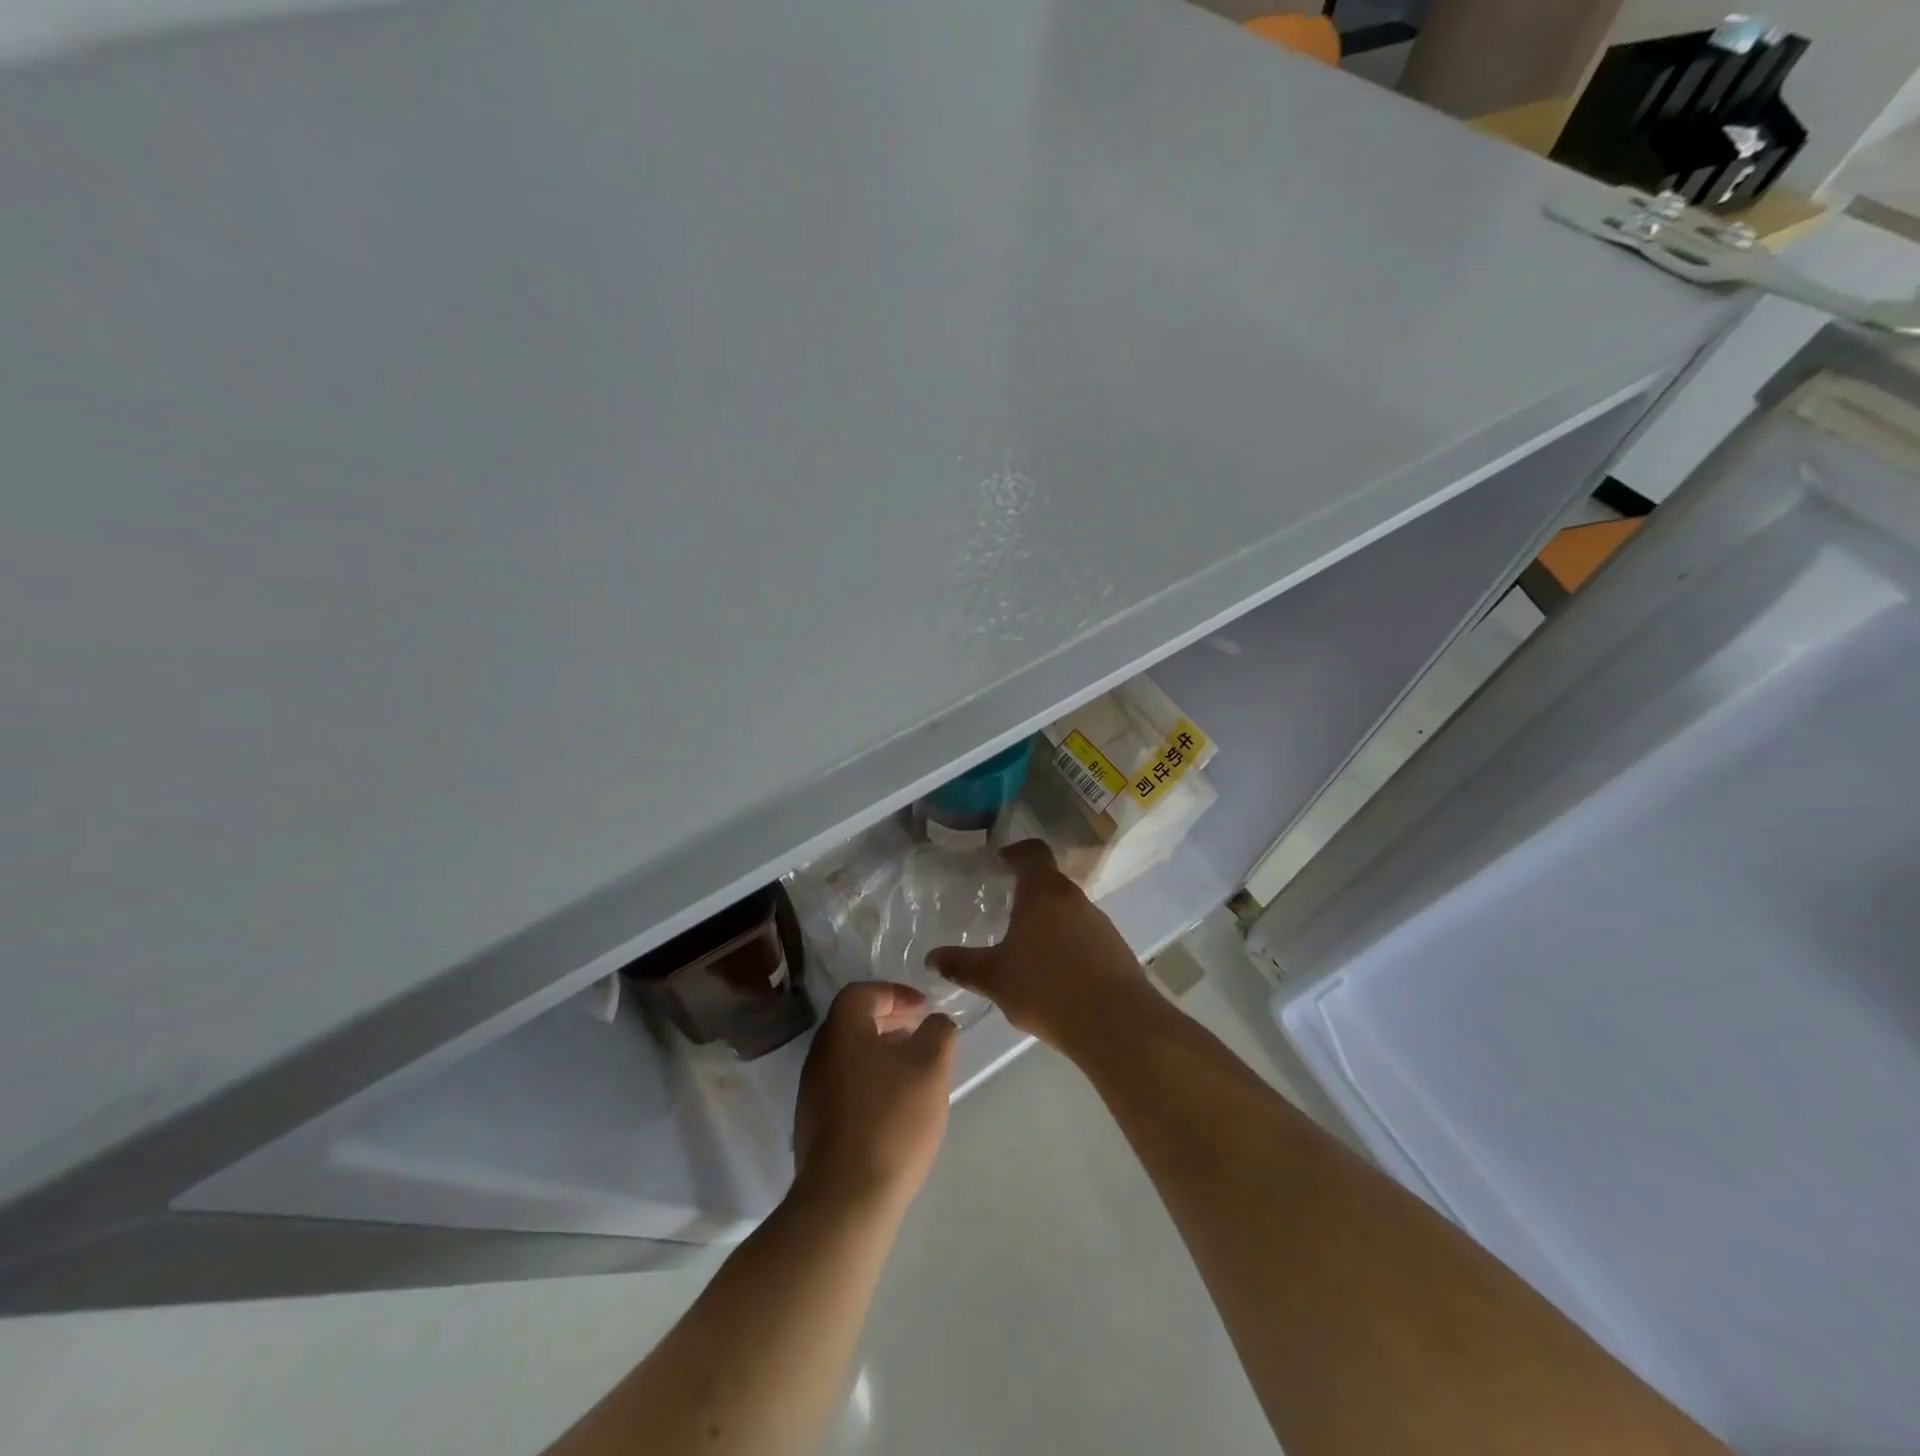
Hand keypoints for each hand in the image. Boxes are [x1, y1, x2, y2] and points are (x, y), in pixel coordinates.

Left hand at [793, 982, 957, 1212]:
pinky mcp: (815, 1124)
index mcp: (842, 1030)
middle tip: (920, 1034)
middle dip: (890, 1022)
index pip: (862, 992)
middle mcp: (820, 1054)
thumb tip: (937, 1022)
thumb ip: (939, 1033)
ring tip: (913, 1072)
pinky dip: (871, 1081)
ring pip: (850, 1056)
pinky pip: (845, 1085)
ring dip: (881, 1053)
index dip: (895, 993)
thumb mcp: (931, 1067)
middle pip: (853, 1022)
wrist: (846, 1196)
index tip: (923, 1009)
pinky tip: (895, 1106)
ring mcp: (813, 1091)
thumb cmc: (892, 1118)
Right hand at [926, 840, 1156, 1058]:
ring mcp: (1099, 922)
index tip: (1000, 863)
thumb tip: (931, 958)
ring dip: (1049, 920)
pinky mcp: (1115, 947)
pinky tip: (1056, 974)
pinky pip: (1085, 934)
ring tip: (1028, 948)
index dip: (1015, 852)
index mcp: (1043, 893)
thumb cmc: (1046, 988)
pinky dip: (1068, 943)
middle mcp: (1074, 898)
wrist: (1115, 1023)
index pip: (1032, 852)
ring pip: (1068, 909)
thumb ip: (962, 965)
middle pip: (1049, 881)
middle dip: (1028, 892)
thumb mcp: (995, 979)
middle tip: (1004, 911)